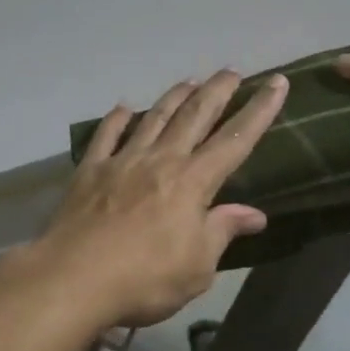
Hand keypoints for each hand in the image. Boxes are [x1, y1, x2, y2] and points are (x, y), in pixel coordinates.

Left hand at [32, 69, 290, 326]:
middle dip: (217, 91)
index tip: (276, 83)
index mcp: (193, 182)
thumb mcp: (197, 266)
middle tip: (231, 71)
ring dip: (174, 97)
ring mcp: (122, 161)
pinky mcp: (90, 170)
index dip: (259, 111)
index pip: (235, 140)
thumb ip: (222, 231)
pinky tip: (124, 108)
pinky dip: (117, 119)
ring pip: (154, 118)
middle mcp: (161, 160)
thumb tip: (255, 213)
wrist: (73, 279)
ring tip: (189, 81)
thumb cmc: (145, 279)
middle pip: (195, 116)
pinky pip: (106, 135)